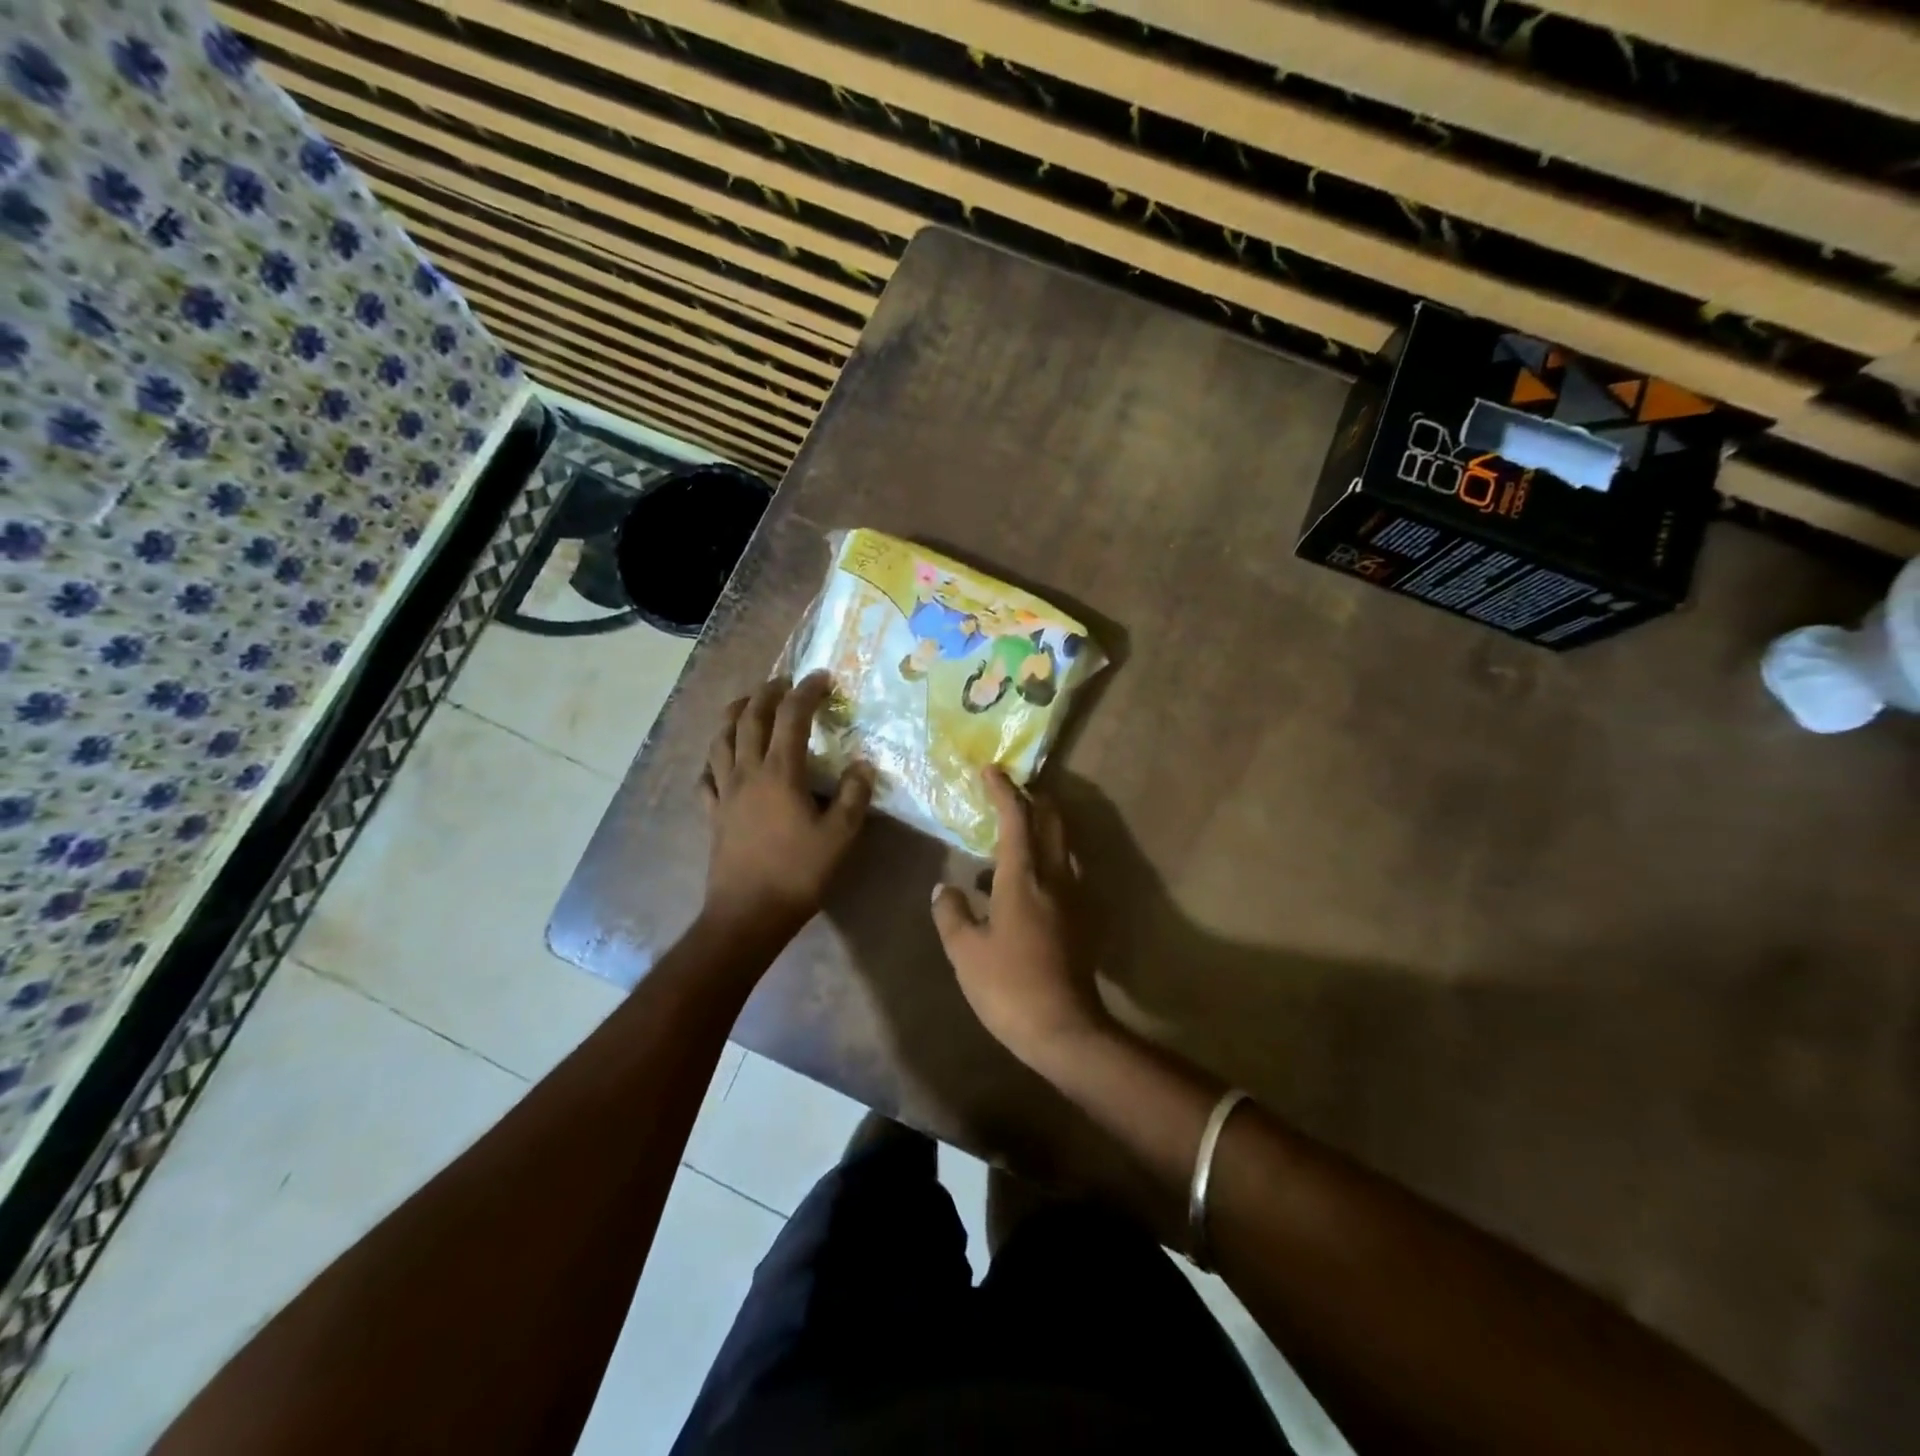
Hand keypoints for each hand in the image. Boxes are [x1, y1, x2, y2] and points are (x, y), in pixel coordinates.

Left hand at [701, 672, 871, 936]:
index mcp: (780, 773)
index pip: (791, 717)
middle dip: (766, 693)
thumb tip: (863, 764)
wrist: (748, 914)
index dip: (806, 692)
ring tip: (746, 704)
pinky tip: (720, 761)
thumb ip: (853, 796)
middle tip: (783, 681)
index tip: (822, 677)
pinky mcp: (712, 814)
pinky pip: (706, 776)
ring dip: (733, 715)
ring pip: (721, 740)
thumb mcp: (840, 836)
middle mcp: (747, 772)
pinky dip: (714, 759)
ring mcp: (724, 792)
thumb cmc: (798, 873)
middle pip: (750, 719)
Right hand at [931, 768, 1109, 1069]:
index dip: (1003, 790)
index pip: (1016, 817)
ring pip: (1062, 845)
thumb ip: (951, 913)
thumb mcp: (965, 952)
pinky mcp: (1083, 917)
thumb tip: (944, 889)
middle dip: (1033, 798)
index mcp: (1024, 877)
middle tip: (1008, 792)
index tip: (991, 770)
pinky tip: (1021, 884)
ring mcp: (1075, 896)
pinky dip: (1045, 860)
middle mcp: (1055, 876)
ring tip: (1009, 838)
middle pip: (1052, 820)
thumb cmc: (1008, 986)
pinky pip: (1064, 871)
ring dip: (1041, 828)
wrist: (1065, 1029)